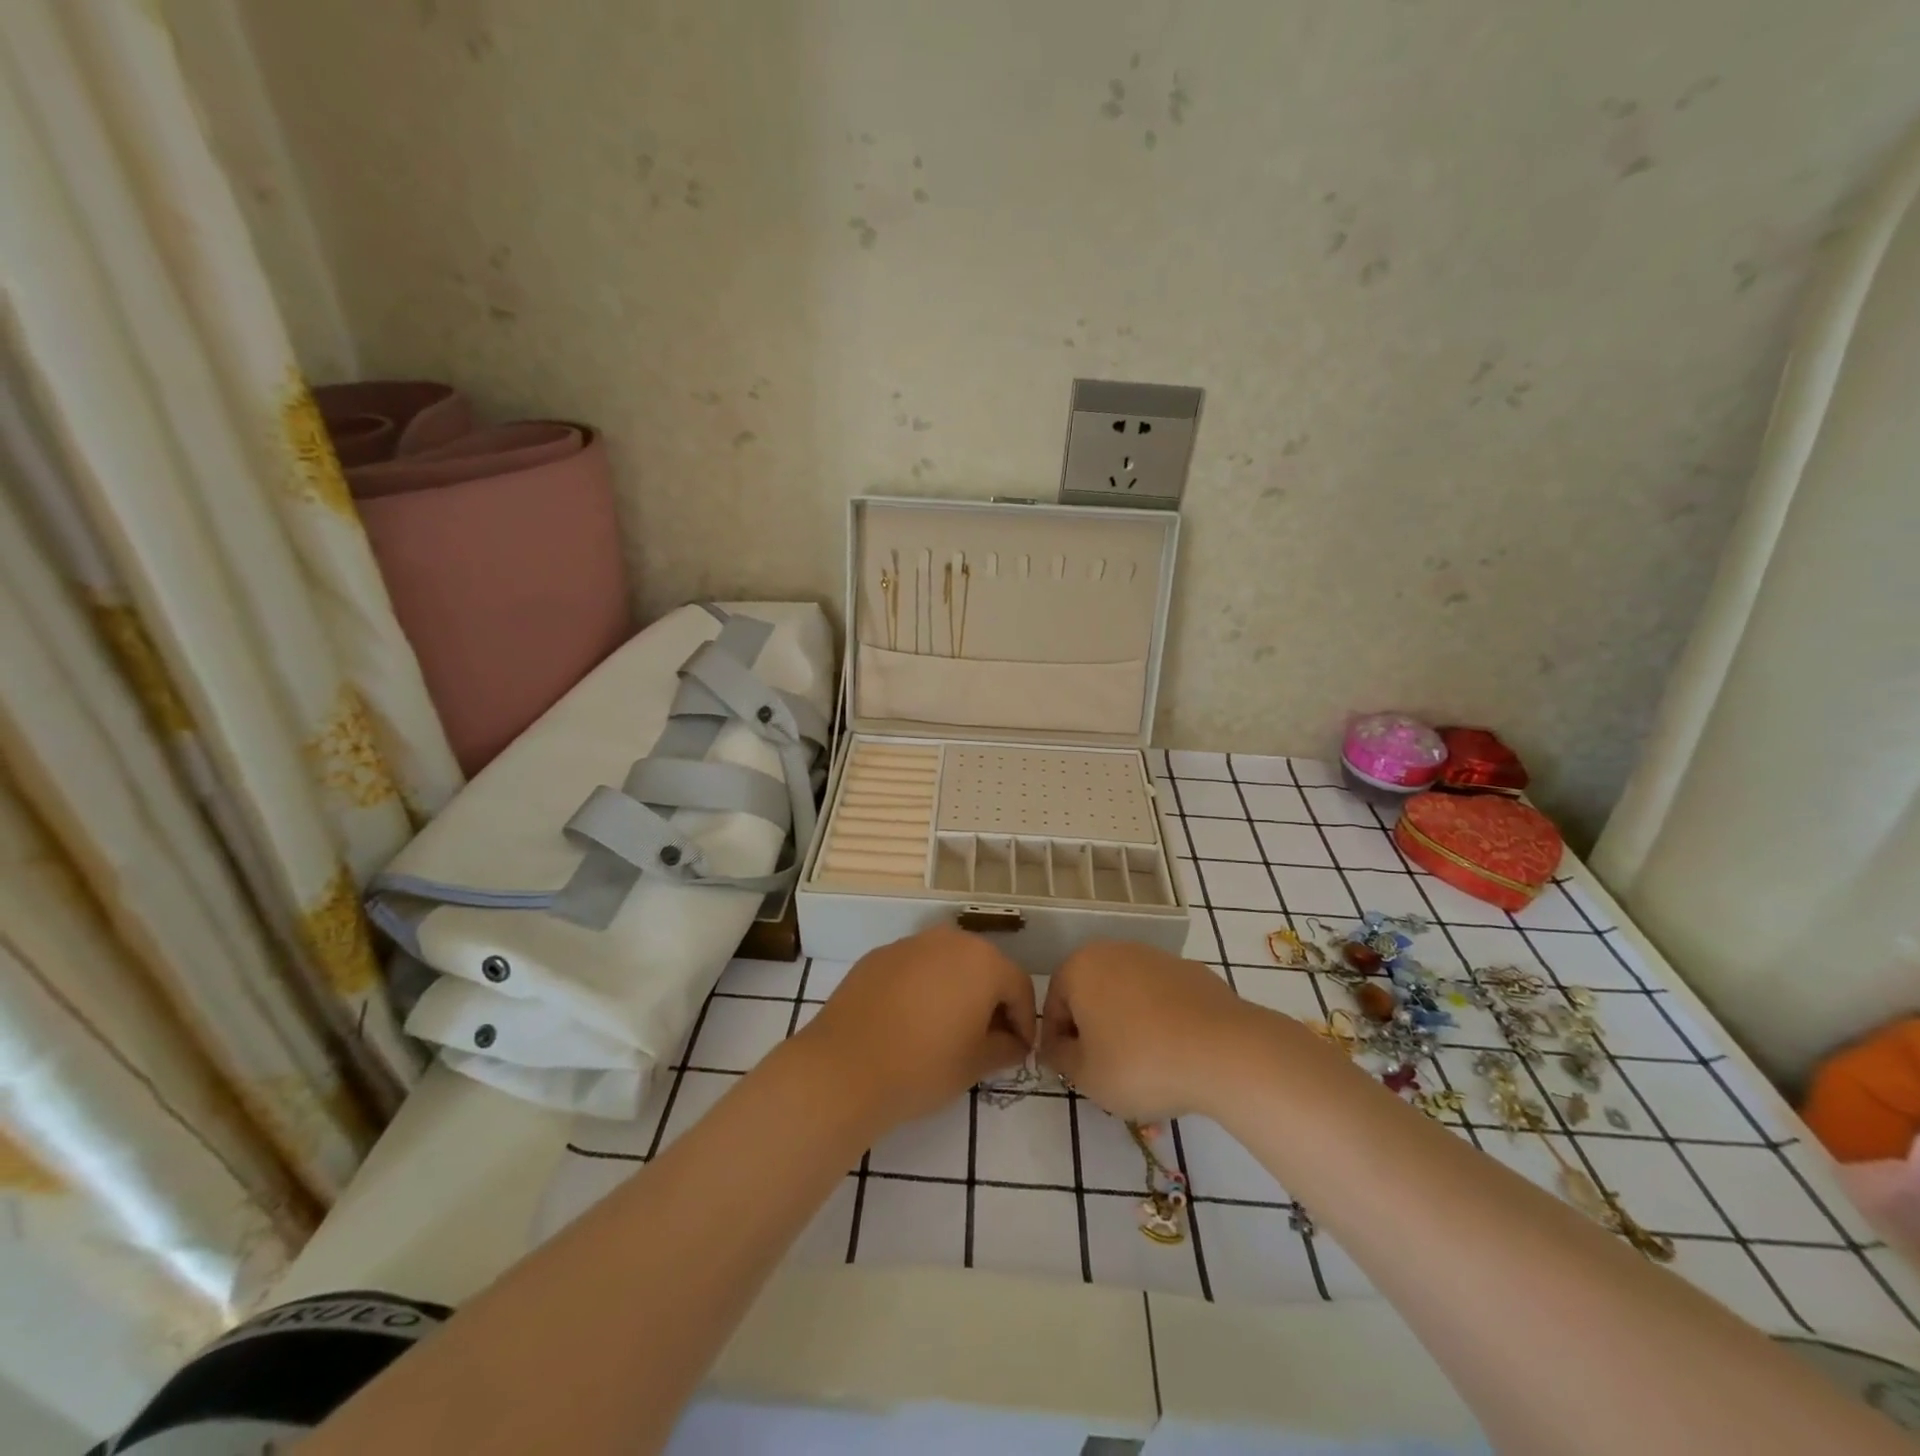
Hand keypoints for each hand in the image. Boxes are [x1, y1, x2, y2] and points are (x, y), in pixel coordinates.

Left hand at [796, 927, 1035, 1128]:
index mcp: (983, 962)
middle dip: (991, 1000)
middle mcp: (949, 940)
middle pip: (984, 967)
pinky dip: (922, 988)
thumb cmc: (923, 1066)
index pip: (1019, 986)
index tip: (1019, 1050)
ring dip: (956, 990)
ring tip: (948, 1029)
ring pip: (947, 964)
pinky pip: (914, 968)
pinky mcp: (878, 956)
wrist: (845, 1067)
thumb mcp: (976, 1064)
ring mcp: (910, 944)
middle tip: (987, 1039)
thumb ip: (1005, 1047)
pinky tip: (910, 1021)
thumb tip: (1013, 1042)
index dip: (1025, 1020)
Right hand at [1040, 940, 1281, 1120]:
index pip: (1054, 1006)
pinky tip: (1175, 1055)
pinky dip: (1161, 1023)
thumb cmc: (1140, 1063)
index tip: (1073, 1073)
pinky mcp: (1191, 971)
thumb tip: (1058, 1047)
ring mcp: (1156, 958)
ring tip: (1146, 1070)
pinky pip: (1162, 1000)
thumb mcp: (1086, 1076)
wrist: (1224, 1051)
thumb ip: (1060, 1058)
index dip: (1059, 1044)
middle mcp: (1114, 951)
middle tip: (1107, 1073)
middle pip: (1092, 997)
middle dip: (1095, 1033)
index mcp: (1080, 968)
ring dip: (1128, 1028)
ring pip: (1128, 998)